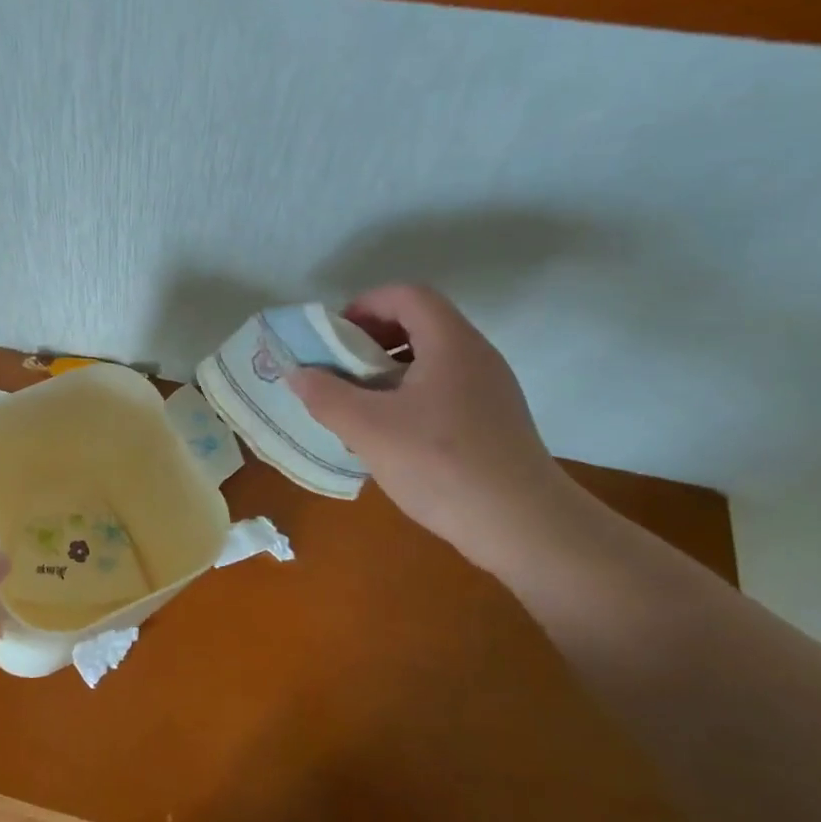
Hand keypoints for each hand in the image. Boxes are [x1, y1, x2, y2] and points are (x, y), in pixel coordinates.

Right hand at [289, 285, 581, 571]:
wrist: (522, 526)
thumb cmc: (441, 465)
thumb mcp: (368, 429)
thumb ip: (326, 396)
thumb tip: (298, 374)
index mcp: (450, 343)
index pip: (406, 295)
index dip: (365, 305)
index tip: (333, 338)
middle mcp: (475, 356)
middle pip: (418, 323)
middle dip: (370, 340)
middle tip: (338, 370)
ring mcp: (489, 389)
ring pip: (429, 359)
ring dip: (386, 371)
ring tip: (356, 404)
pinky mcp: (492, 420)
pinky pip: (442, 389)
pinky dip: (408, 396)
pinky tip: (389, 435)